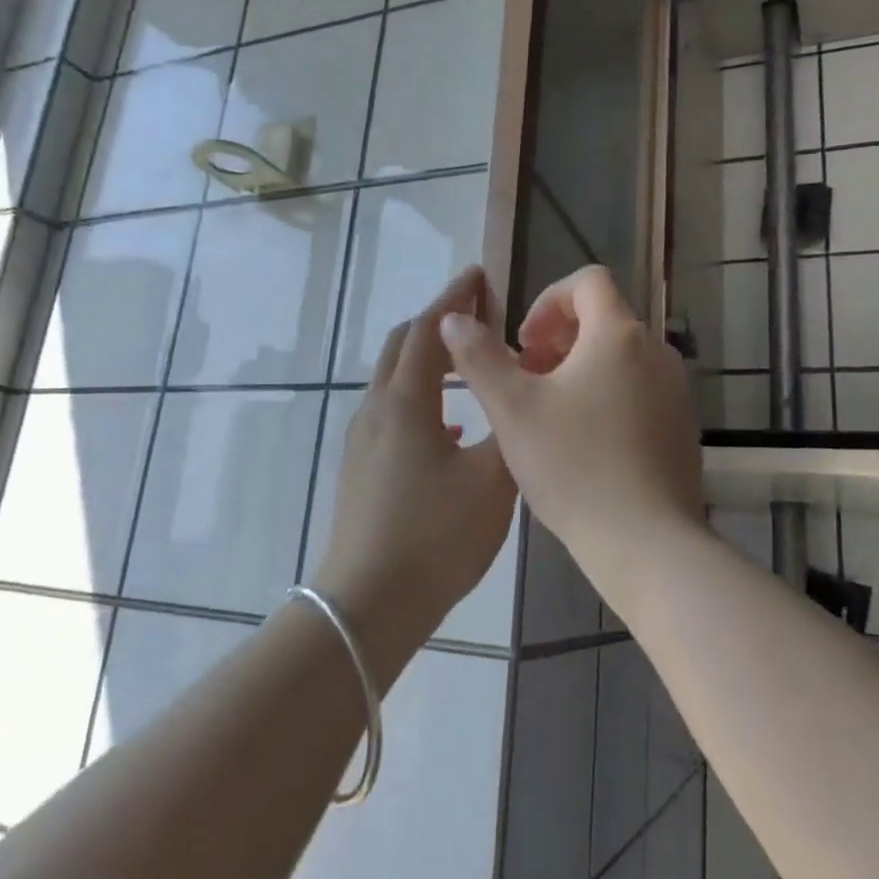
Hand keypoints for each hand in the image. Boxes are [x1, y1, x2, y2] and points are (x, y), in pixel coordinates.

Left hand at [313, 267, 517, 683]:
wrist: (368, 603)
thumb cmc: (435, 536)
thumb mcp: (491, 481)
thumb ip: (508, 429)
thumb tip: (516, 399)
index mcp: (407, 402)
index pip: (430, 330)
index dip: (455, 298)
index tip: (479, 274)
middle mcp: (377, 410)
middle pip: (404, 346)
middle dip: (438, 322)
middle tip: (477, 313)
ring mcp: (363, 440)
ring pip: (396, 381)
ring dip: (430, 361)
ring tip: (470, 366)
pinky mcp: (362, 468)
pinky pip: (393, 413)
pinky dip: (422, 399)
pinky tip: (450, 429)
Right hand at [439, 265, 703, 599]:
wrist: (646, 543)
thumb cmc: (574, 467)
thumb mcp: (512, 409)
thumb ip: (479, 357)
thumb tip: (454, 319)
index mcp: (619, 335)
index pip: (588, 282)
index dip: (547, 301)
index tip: (524, 343)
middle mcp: (657, 353)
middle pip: (605, 320)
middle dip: (559, 340)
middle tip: (528, 380)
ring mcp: (676, 392)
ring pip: (621, 359)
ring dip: (580, 370)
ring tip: (549, 415)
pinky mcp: (682, 427)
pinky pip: (639, 392)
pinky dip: (607, 397)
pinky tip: (583, 445)